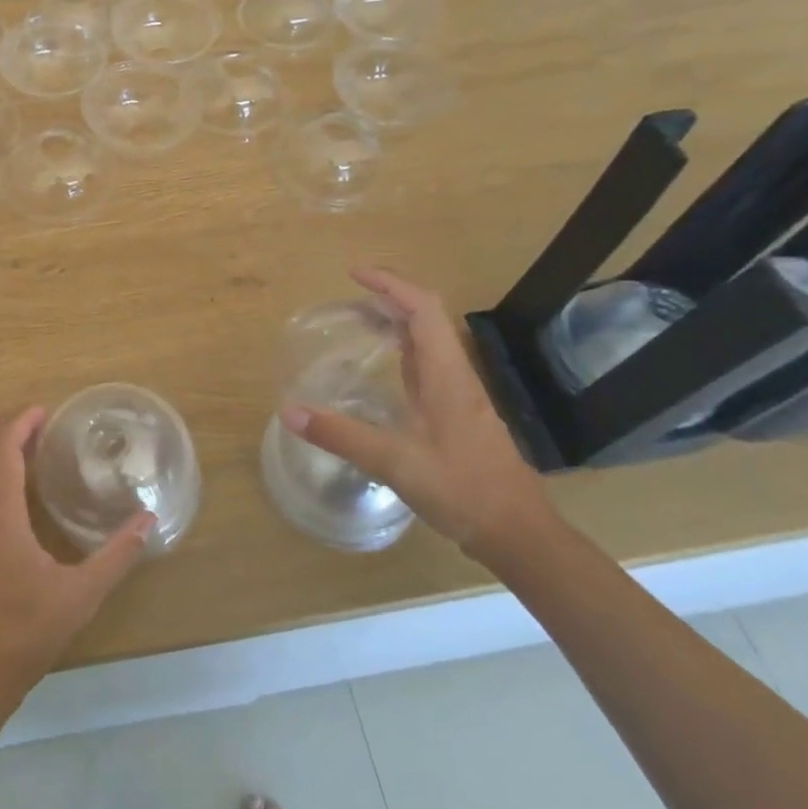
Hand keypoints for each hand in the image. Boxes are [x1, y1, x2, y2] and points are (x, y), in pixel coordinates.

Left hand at [0, 407, 154, 709]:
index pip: (0, 450)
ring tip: (24, 449)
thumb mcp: (79, 597)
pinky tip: (6, 489)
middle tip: (37, 424)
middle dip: (2, 427)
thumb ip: (116, 555)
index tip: (44, 411)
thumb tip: (147, 521)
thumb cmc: (23, 635)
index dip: (19, 423)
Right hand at [279, 267, 551, 560]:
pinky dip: (402, 350)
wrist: (518, 534)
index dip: (390, 284)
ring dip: (397, 322)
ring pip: (429, 341)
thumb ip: (342, 436)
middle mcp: (455, 376)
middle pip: (427, 317)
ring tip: (359, 321)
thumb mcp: (396, 464)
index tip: (354, 274)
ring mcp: (458, 395)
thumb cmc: (463, 491)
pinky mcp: (457, 414)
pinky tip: (384, 367)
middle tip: (349, 296)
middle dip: (389, 297)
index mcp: (446, 375)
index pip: (422, 309)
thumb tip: (289, 411)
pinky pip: (427, 365)